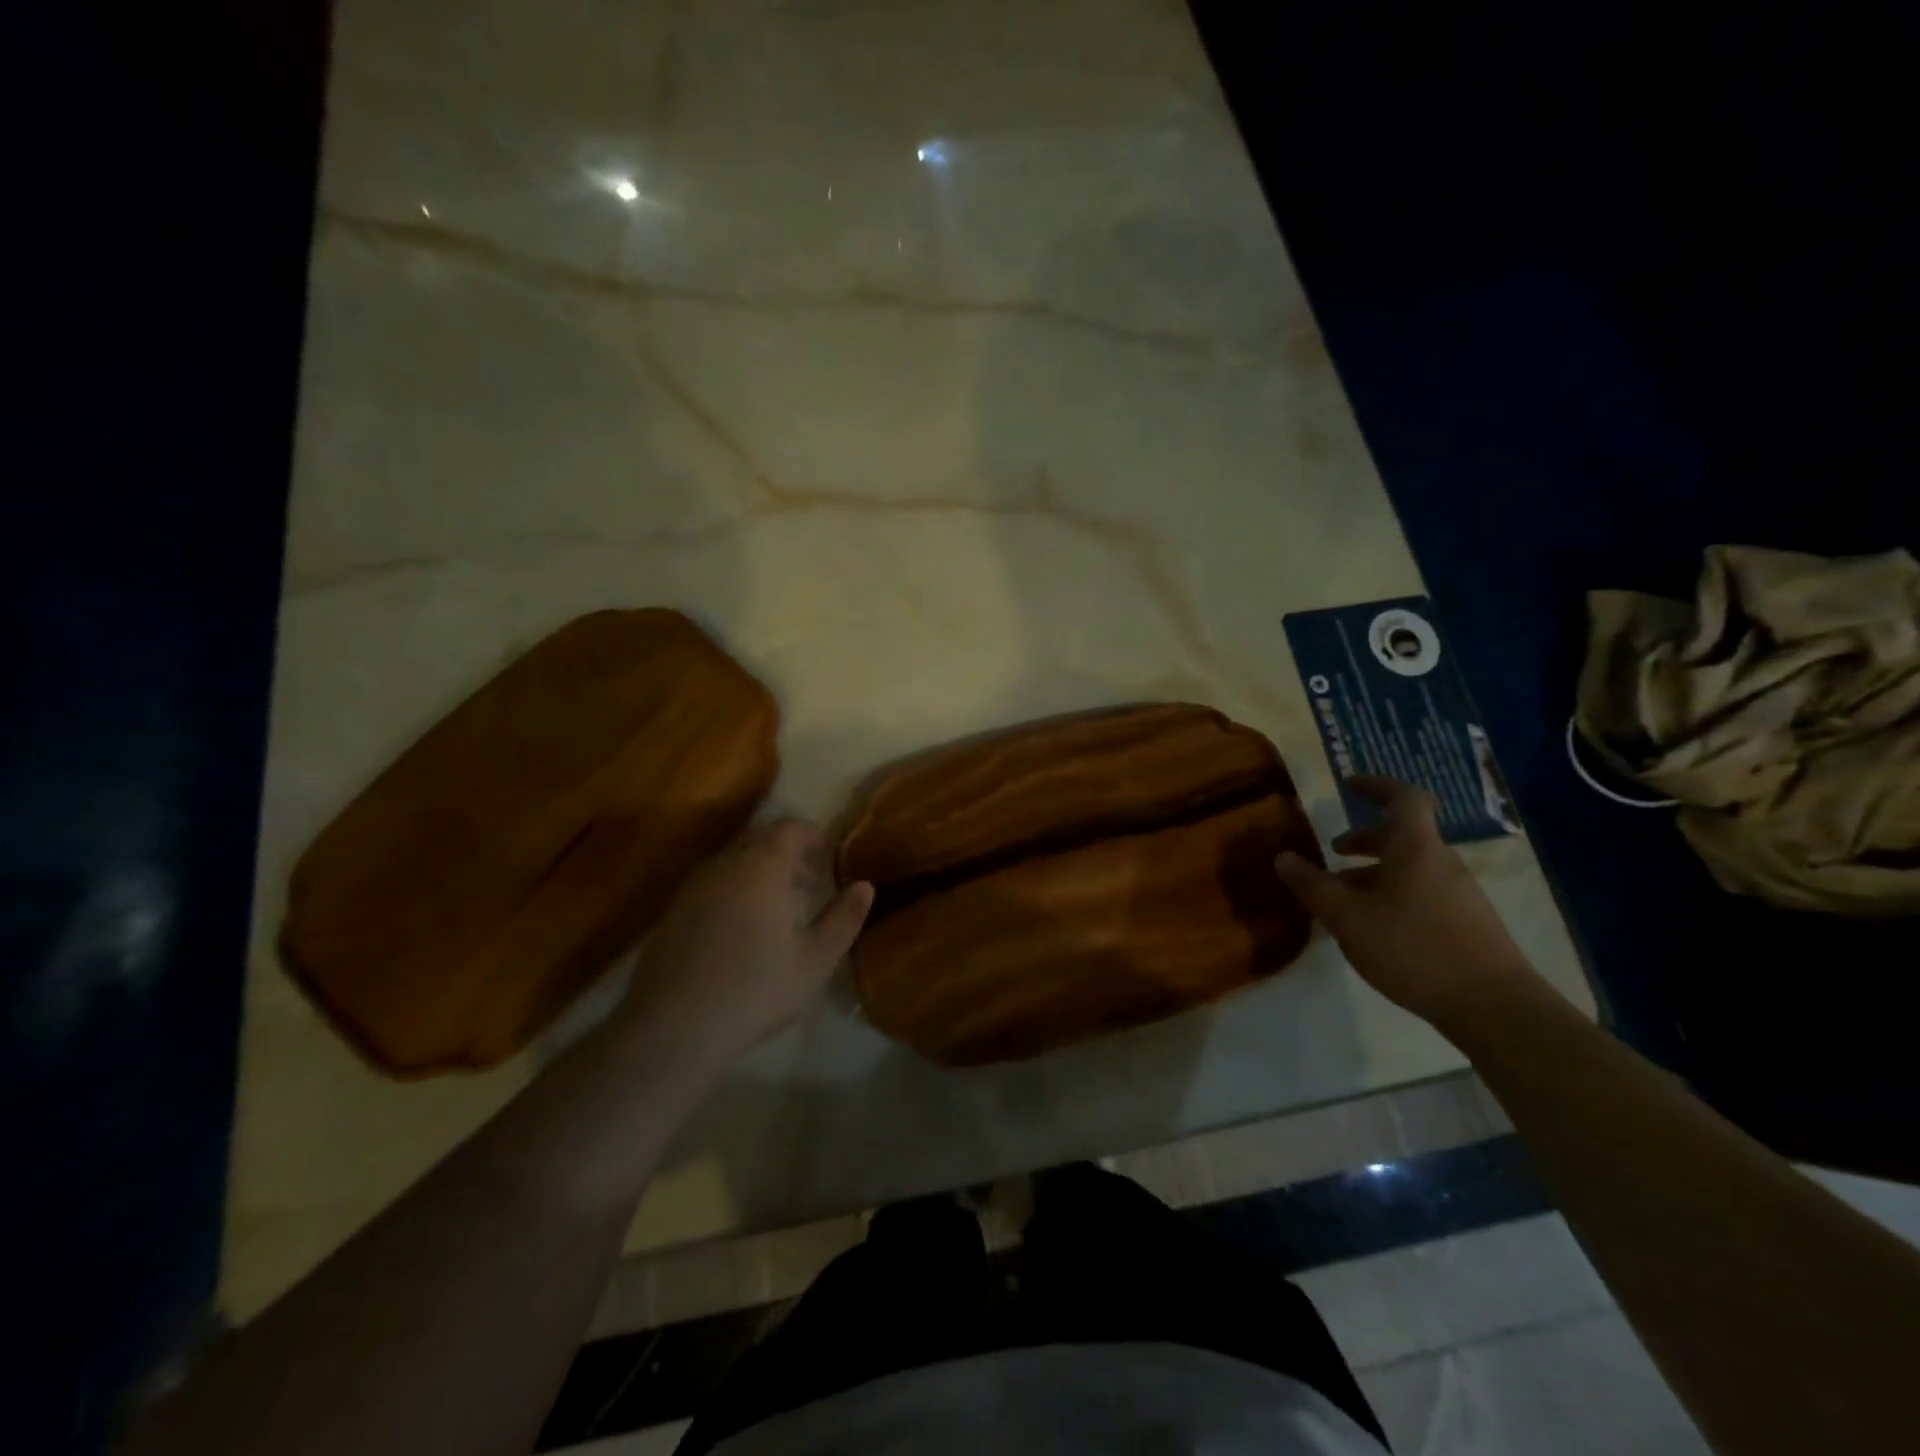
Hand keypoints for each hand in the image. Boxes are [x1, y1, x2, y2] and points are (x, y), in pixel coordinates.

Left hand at [620, 819, 873, 1065]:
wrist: (672, 1026)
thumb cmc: (755, 989)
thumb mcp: (815, 960)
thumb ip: (843, 919)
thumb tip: (865, 886)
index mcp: (763, 867)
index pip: (789, 827)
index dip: (811, 834)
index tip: (826, 854)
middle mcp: (726, 864)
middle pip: (760, 838)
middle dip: (786, 851)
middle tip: (807, 881)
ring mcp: (694, 886)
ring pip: (733, 860)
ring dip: (758, 870)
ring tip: (777, 906)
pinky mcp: (673, 910)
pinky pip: (712, 882)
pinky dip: (733, 888)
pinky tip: (740, 928)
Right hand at [1274, 776, 1538, 1029]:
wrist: (1494, 1007)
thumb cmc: (1414, 948)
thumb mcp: (1348, 918)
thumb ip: (1313, 886)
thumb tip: (1283, 857)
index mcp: (1416, 849)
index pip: (1403, 798)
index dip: (1376, 785)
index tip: (1349, 784)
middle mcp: (1442, 863)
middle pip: (1403, 836)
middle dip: (1365, 840)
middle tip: (1333, 851)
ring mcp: (1459, 894)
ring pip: (1410, 868)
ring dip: (1374, 873)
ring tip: (1343, 899)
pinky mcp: (1466, 924)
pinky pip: (1421, 893)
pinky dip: (1392, 896)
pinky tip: (1372, 930)